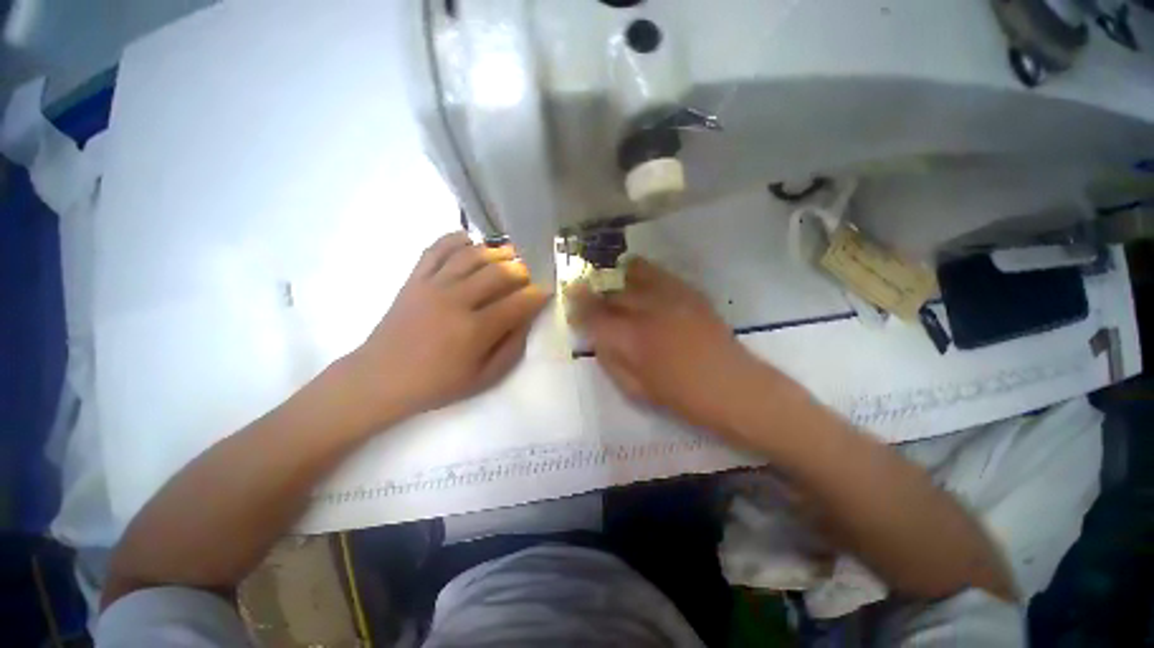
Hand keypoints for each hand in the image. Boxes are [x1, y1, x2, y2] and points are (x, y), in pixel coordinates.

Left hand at [347, 232, 548, 426]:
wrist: (381, 378)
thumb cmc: (437, 383)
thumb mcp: (484, 377)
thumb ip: (512, 347)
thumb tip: (527, 319)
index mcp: (474, 330)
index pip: (518, 302)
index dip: (538, 294)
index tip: (548, 290)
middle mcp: (455, 301)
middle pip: (499, 272)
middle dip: (523, 269)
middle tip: (531, 274)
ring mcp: (432, 285)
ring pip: (472, 255)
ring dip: (497, 251)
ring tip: (510, 254)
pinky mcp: (414, 278)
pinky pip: (437, 248)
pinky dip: (457, 239)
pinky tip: (472, 242)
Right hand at [568, 257, 774, 430]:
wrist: (732, 386)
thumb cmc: (681, 397)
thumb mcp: (635, 389)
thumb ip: (610, 360)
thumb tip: (598, 337)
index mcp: (630, 339)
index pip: (592, 314)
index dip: (577, 304)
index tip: (569, 297)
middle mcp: (646, 310)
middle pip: (610, 291)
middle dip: (594, 290)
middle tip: (589, 293)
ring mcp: (670, 297)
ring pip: (632, 273)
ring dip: (617, 276)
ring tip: (612, 283)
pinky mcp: (689, 292)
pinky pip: (658, 273)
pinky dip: (641, 273)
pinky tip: (639, 281)